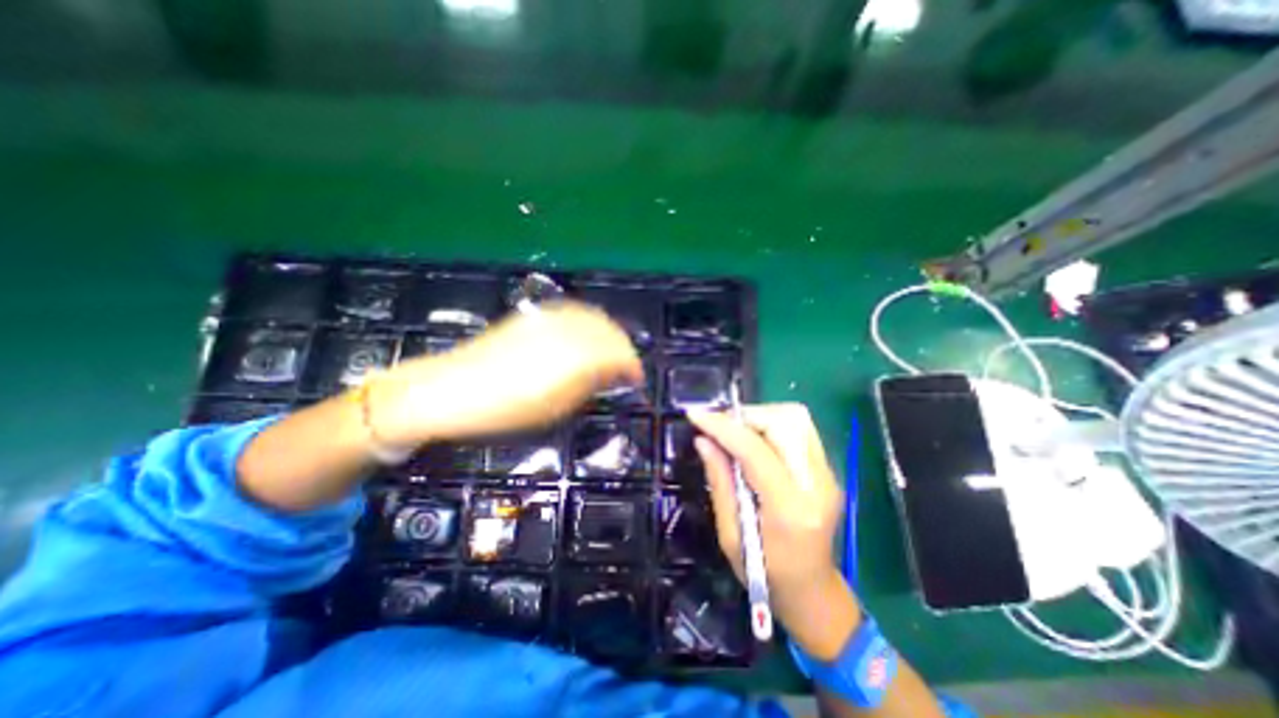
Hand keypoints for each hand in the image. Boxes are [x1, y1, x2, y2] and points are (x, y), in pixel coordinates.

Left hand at [366, 301, 639, 445]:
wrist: (447, 391)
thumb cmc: (502, 411)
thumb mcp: (553, 408)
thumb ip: (589, 384)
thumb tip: (614, 373)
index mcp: (571, 357)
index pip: (616, 352)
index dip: (632, 365)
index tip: (637, 379)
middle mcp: (563, 330)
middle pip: (607, 330)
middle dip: (623, 347)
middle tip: (628, 367)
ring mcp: (546, 320)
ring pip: (592, 317)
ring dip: (608, 333)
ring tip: (612, 351)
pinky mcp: (532, 317)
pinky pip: (573, 314)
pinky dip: (589, 323)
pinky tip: (588, 334)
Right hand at [691, 404, 858, 661]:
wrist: (812, 593)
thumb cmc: (765, 575)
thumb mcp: (730, 535)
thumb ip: (719, 482)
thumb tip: (703, 440)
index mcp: (790, 509)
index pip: (756, 451)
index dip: (723, 427)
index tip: (695, 416)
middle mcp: (818, 484)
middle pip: (785, 422)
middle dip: (745, 416)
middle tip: (717, 426)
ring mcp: (828, 474)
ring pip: (795, 418)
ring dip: (759, 416)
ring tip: (734, 431)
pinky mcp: (828, 469)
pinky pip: (799, 429)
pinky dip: (771, 424)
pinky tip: (753, 439)